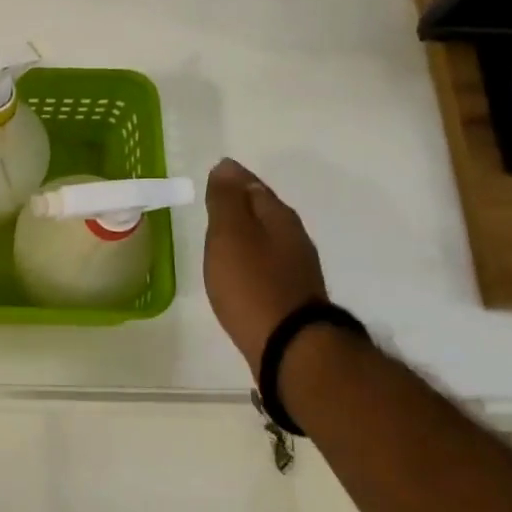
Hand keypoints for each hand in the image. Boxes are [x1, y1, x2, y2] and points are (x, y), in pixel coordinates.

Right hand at [203, 159, 326, 366]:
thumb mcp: (230, 235)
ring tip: (224, 236)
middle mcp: (293, 238)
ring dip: (248, 233)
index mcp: (278, 218)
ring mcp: (296, 269)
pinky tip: (240, 270)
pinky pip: (267, 264)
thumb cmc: (252, 284)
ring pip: (268, 238)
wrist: (288, 346)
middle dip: (243, 204)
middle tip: (217, 201)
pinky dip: (252, 259)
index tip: (215, 176)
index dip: (233, 179)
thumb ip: (226, 200)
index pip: (254, 186)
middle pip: (265, 211)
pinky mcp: (292, 296)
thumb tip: (226, 166)